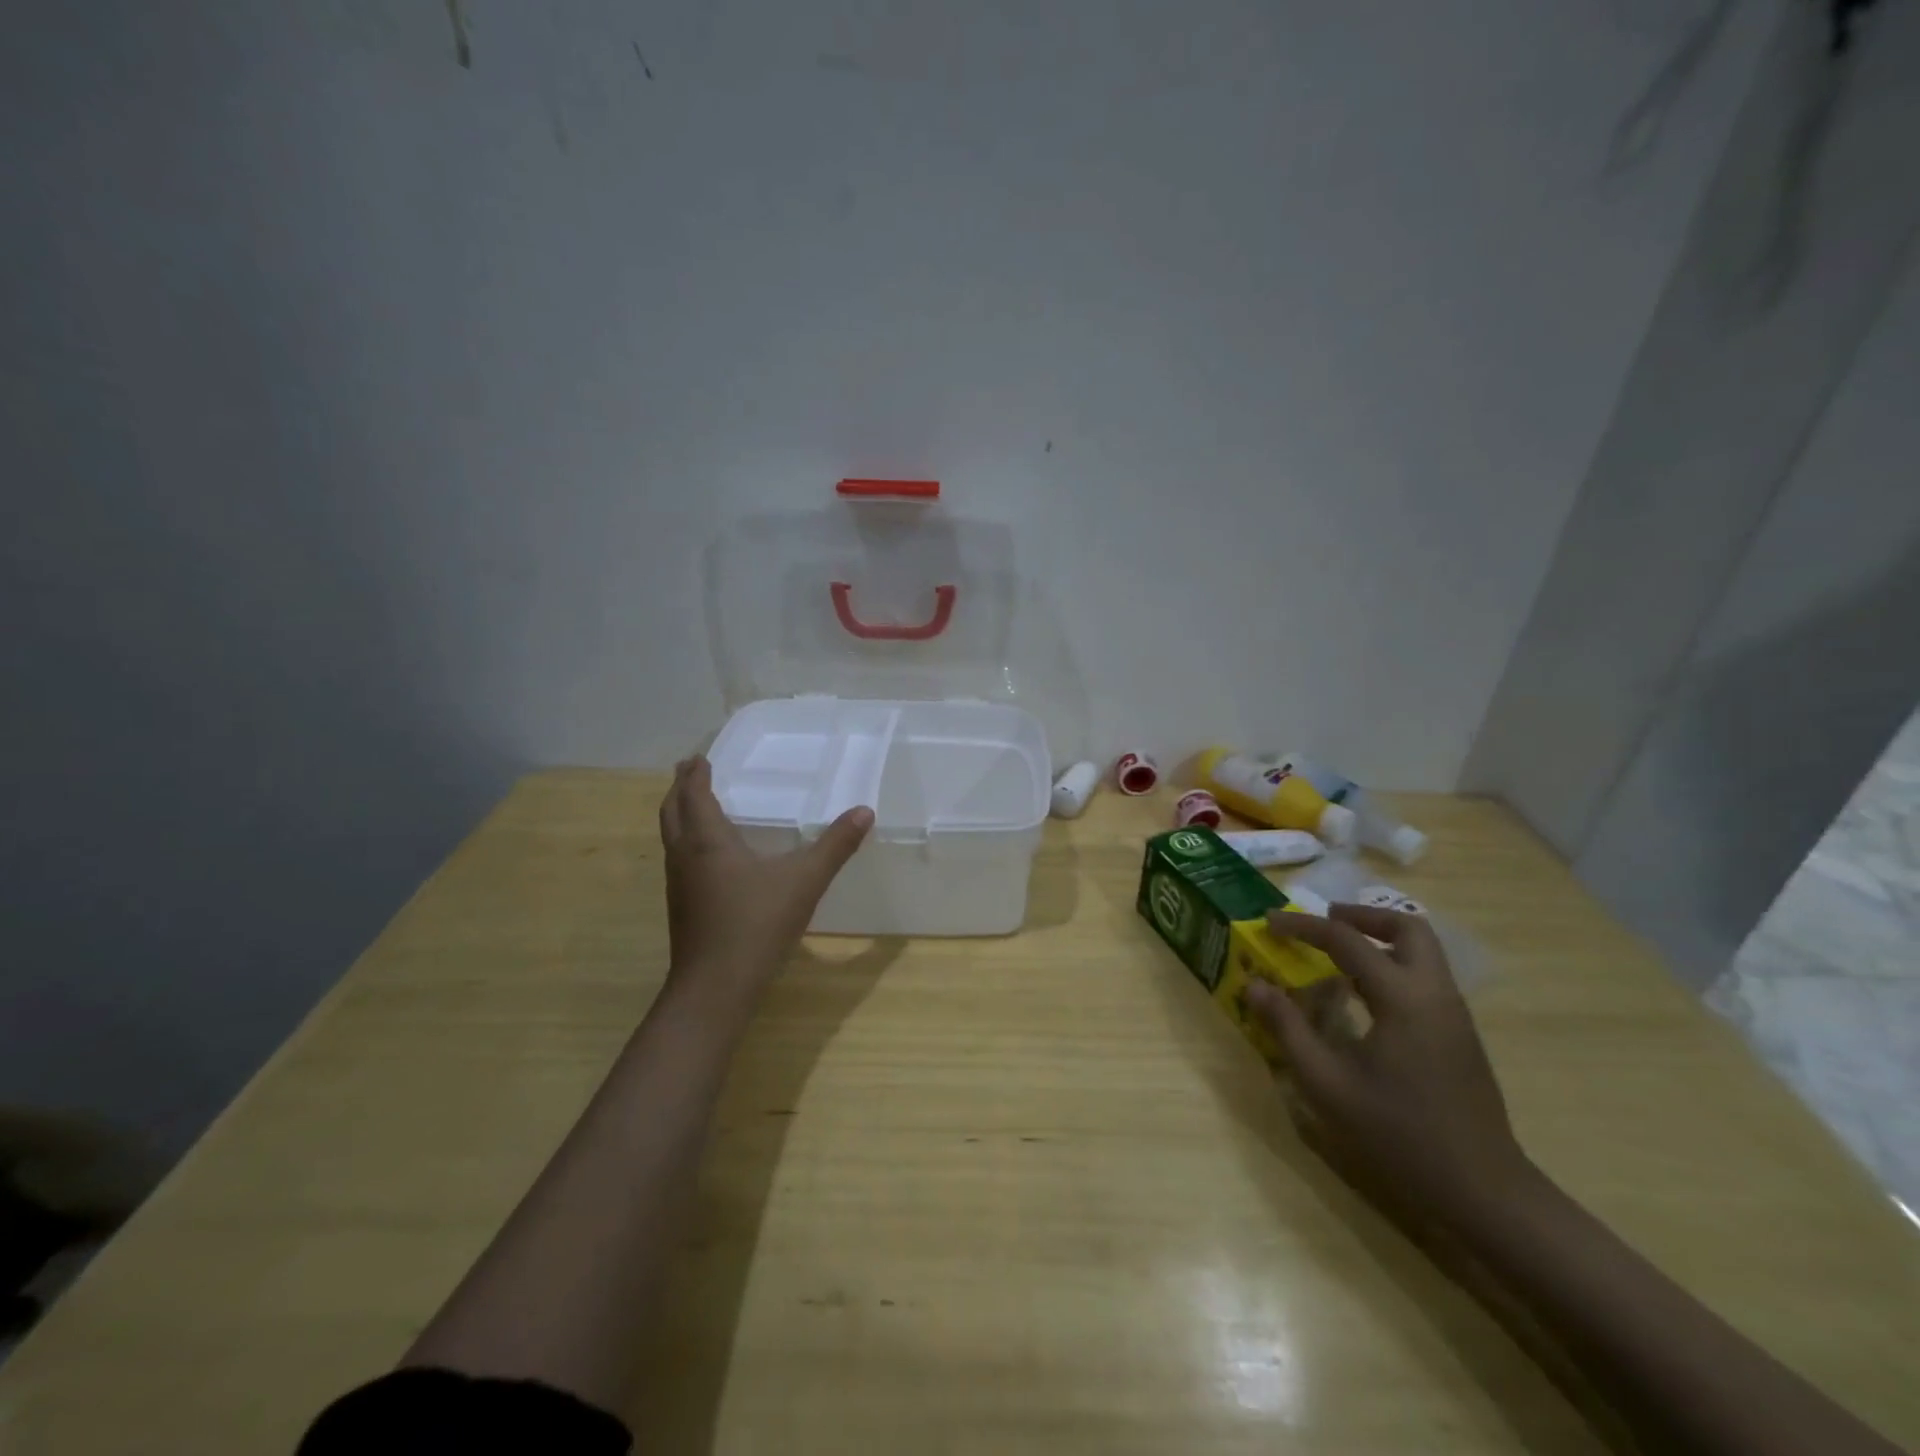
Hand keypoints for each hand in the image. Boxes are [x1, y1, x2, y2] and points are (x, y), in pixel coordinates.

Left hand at [658, 757, 872, 1006]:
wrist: (716, 987)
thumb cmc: (757, 924)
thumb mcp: (805, 881)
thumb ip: (835, 845)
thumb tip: (864, 811)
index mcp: (707, 840)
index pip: (694, 794)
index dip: (695, 773)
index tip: (700, 757)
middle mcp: (685, 856)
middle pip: (671, 811)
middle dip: (679, 789)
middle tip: (691, 771)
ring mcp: (679, 885)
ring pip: (671, 837)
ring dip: (679, 815)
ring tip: (697, 806)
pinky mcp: (682, 908)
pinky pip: (678, 859)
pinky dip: (686, 842)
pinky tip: (710, 857)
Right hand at [1246, 904, 1535, 1222]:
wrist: (1483, 1191)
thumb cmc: (1398, 1134)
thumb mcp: (1327, 1083)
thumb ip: (1288, 1028)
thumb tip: (1255, 986)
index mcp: (1402, 997)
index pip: (1346, 939)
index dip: (1303, 926)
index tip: (1269, 920)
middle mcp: (1434, 992)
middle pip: (1406, 926)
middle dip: (1360, 916)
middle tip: (1322, 923)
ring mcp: (1454, 1013)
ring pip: (1422, 950)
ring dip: (1379, 938)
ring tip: (1336, 955)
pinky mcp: (1460, 1034)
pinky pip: (1425, 976)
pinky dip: (1392, 965)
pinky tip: (1363, 996)